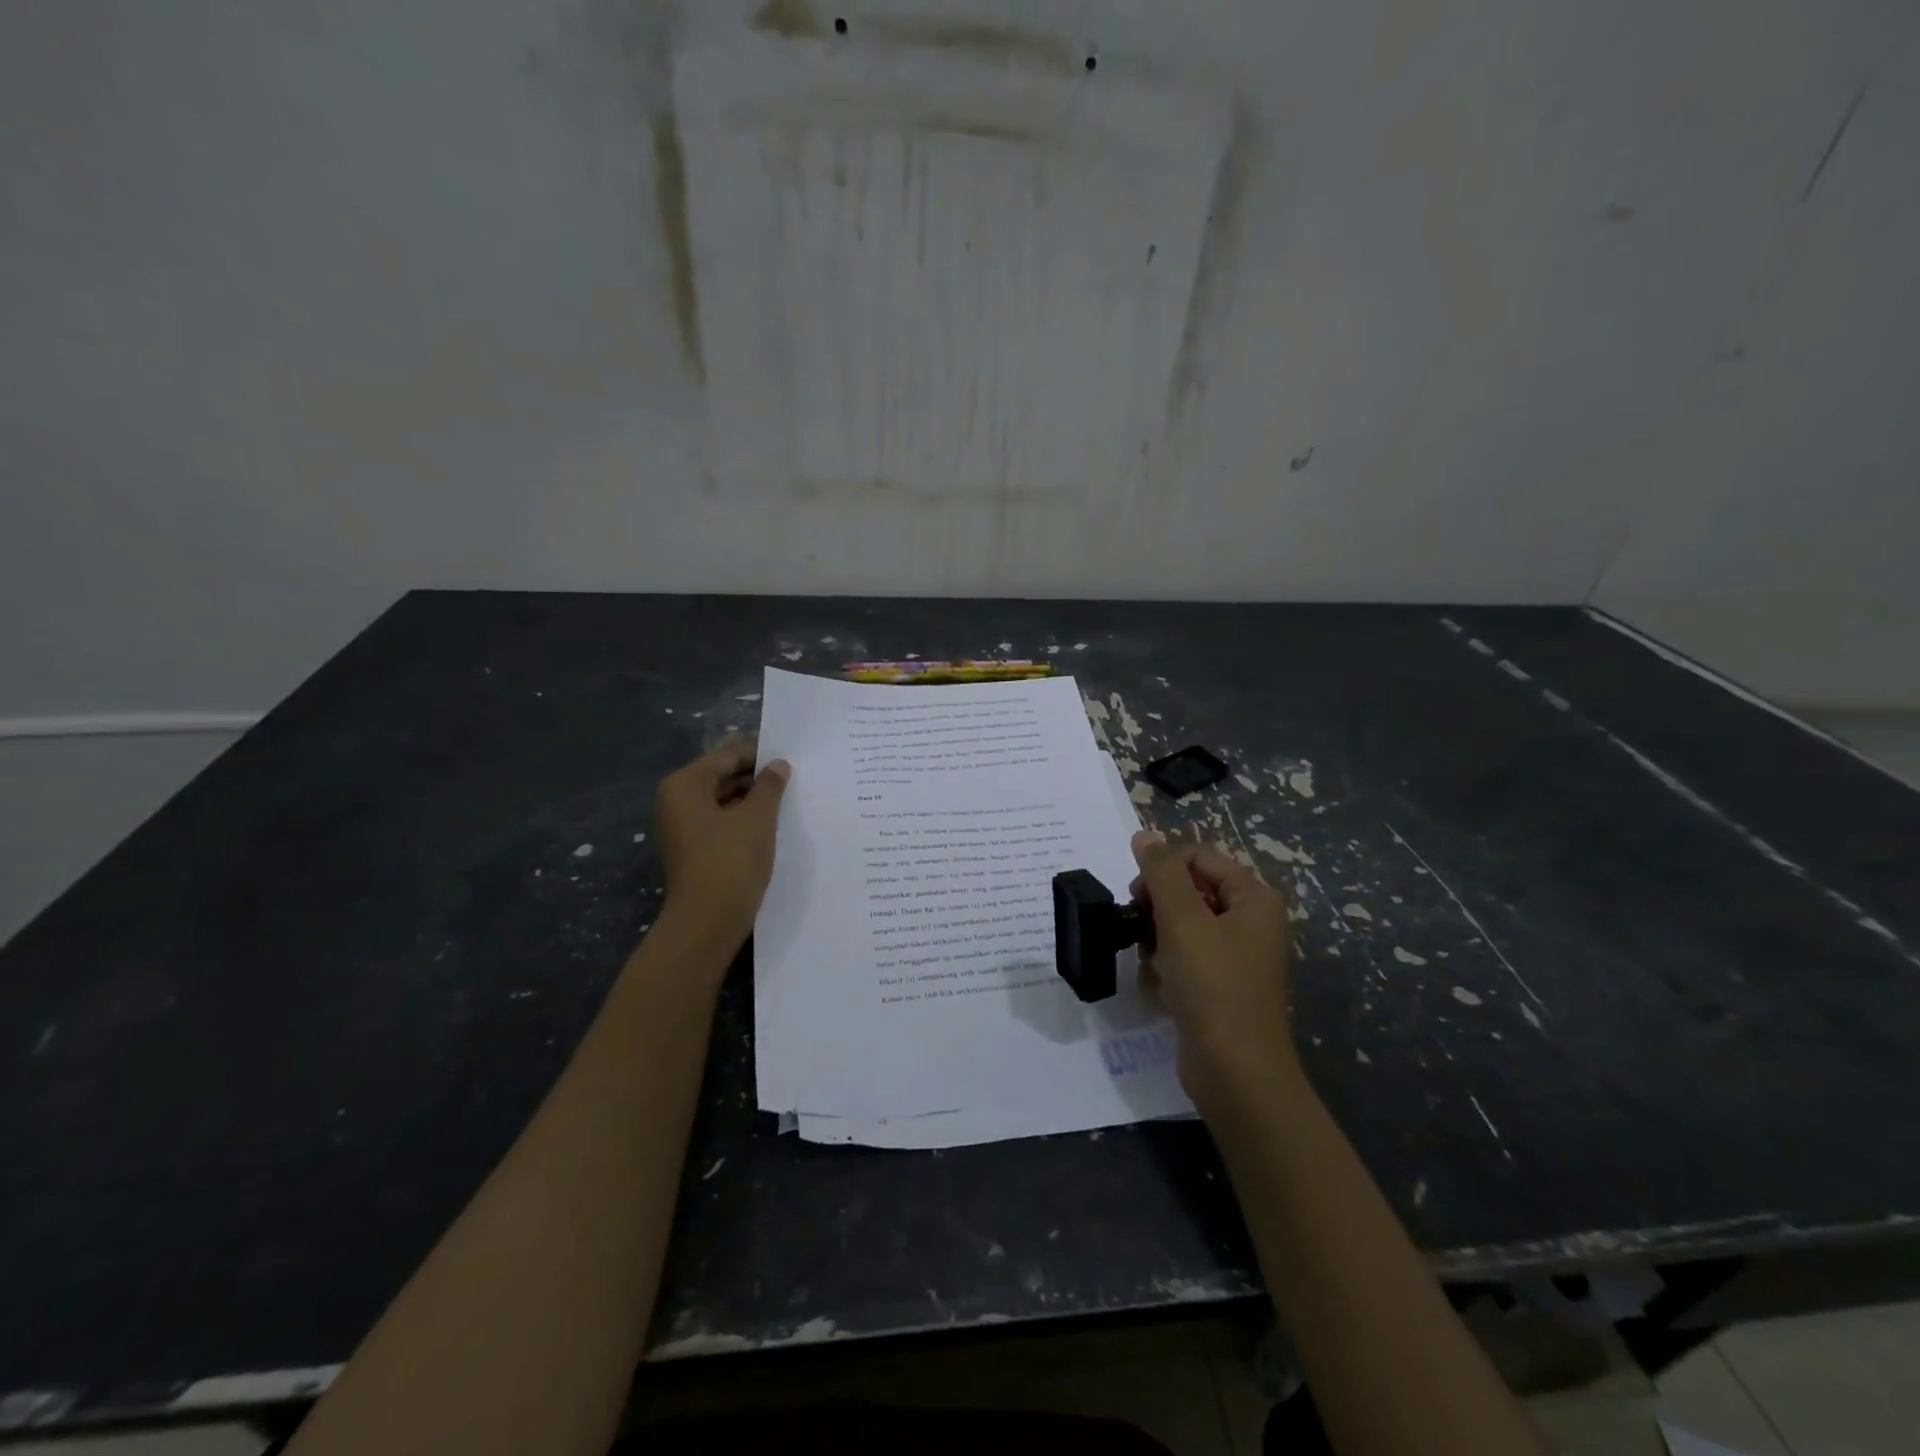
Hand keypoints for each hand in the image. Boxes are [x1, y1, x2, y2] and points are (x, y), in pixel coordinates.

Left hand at [651, 739, 789, 943]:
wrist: (707, 922)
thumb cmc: (730, 861)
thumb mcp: (757, 818)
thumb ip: (769, 786)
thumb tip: (778, 765)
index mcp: (683, 786)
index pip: (725, 756)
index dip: (758, 753)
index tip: (789, 754)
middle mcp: (674, 802)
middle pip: (720, 777)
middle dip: (755, 776)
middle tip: (792, 776)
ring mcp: (680, 829)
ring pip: (721, 801)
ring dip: (751, 799)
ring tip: (786, 798)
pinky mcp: (691, 851)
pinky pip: (719, 823)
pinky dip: (742, 819)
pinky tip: (770, 823)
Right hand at [1130, 829, 1295, 1110]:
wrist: (1236, 1073)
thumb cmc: (1213, 986)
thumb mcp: (1182, 921)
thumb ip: (1161, 872)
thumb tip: (1144, 833)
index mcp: (1254, 899)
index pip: (1199, 857)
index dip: (1163, 869)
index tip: (1137, 896)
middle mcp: (1251, 921)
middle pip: (1190, 890)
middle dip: (1159, 907)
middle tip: (1139, 928)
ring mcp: (1237, 956)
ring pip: (1182, 925)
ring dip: (1158, 940)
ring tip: (1152, 965)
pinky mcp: (1221, 986)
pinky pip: (1186, 958)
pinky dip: (1167, 967)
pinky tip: (1159, 987)